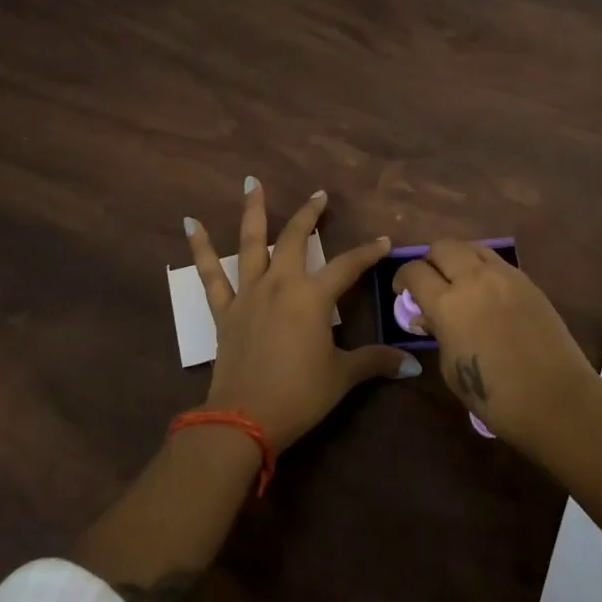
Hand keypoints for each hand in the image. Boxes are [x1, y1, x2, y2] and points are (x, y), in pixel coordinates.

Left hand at [186, 178, 418, 449]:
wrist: (244, 418)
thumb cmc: (300, 394)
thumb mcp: (342, 376)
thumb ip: (375, 362)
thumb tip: (411, 364)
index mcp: (313, 296)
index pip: (348, 265)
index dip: (368, 252)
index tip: (383, 241)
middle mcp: (280, 284)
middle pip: (295, 239)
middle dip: (309, 214)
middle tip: (319, 195)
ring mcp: (249, 294)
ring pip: (250, 243)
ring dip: (254, 211)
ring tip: (252, 183)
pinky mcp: (225, 310)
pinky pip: (210, 275)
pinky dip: (200, 249)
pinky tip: (190, 224)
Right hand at [394, 241, 600, 451]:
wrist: (555, 397)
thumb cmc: (494, 395)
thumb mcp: (451, 368)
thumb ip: (437, 333)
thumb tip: (428, 317)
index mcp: (448, 303)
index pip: (415, 271)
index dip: (403, 279)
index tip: (403, 292)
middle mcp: (474, 279)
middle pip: (442, 247)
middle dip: (430, 261)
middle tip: (430, 283)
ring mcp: (504, 275)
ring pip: (472, 246)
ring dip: (458, 259)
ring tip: (459, 282)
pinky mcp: (527, 281)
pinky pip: (497, 262)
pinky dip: (483, 268)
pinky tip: (486, 292)